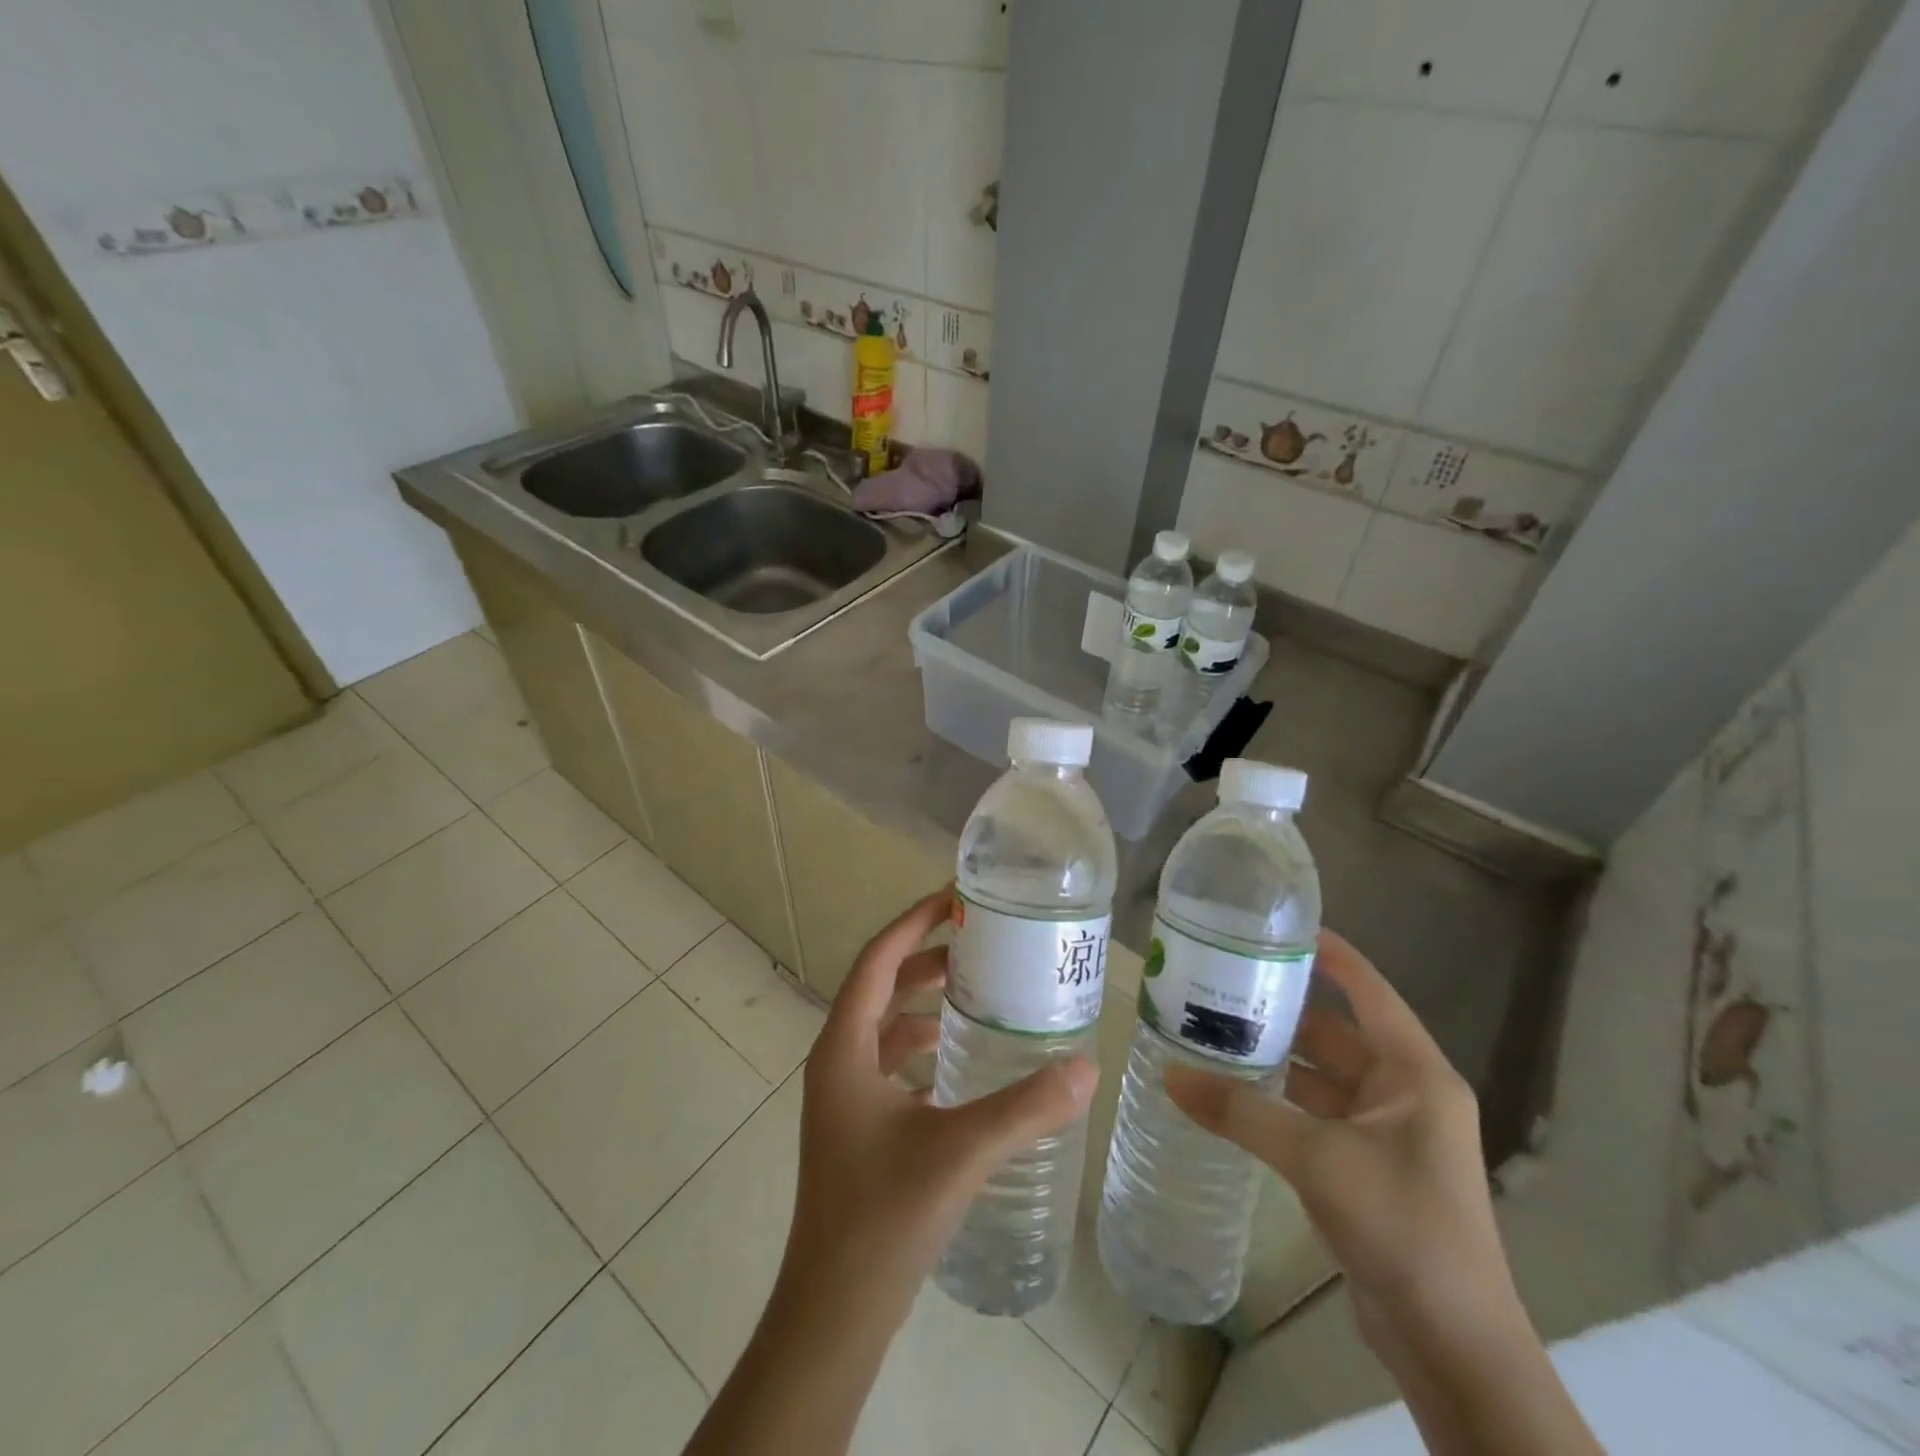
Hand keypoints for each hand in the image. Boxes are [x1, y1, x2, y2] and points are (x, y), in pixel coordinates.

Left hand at [778, 888, 1097, 1330]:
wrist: (833, 1312)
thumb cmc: (883, 1217)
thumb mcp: (960, 1151)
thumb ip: (1025, 1108)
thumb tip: (1087, 1067)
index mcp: (844, 1048)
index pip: (878, 958)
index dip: (914, 921)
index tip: (955, 897)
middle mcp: (837, 1060)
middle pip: (881, 985)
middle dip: (925, 957)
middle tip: (980, 942)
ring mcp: (844, 1096)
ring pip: (885, 1025)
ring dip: (923, 1000)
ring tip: (977, 989)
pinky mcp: (857, 1126)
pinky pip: (890, 1062)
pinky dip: (922, 1044)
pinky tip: (960, 1058)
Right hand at [1165, 929, 1515, 1344]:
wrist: (1454, 1349)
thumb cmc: (1402, 1228)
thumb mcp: (1317, 1159)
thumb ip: (1241, 1112)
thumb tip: (1169, 1076)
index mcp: (1414, 1072)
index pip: (1368, 989)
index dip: (1329, 953)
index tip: (1275, 926)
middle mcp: (1404, 1092)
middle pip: (1336, 1031)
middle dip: (1283, 1007)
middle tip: (1222, 981)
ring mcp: (1387, 1132)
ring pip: (1321, 1074)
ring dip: (1276, 1056)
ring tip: (1214, 1029)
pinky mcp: (1367, 1167)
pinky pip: (1315, 1114)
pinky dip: (1279, 1100)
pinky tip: (1234, 1092)